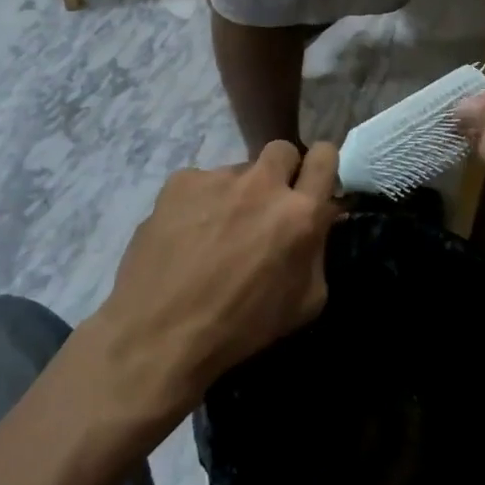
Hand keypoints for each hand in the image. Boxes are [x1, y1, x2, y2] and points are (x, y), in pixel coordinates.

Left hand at [93, 142, 339, 418]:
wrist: (159, 334)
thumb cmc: (241, 327)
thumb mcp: (305, 302)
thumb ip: (318, 250)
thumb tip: (318, 222)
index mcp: (300, 212)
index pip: (325, 156)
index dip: (322, 164)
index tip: (312, 181)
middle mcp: (262, 184)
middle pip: (283, 149)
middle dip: (281, 171)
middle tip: (266, 205)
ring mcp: (218, 177)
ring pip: (238, 171)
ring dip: (236, 193)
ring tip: (214, 232)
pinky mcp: (180, 182)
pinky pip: (201, 183)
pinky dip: (200, 203)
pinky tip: (185, 235)